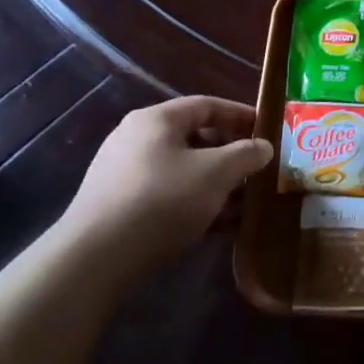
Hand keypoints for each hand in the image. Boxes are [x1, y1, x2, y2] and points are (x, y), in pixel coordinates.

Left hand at [54, 96, 273, 268]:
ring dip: (217, 184)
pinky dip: (196, 204)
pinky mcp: (120, 207)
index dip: (241, 115)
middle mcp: (136, 139)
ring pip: (183, 170)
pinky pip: (168, 195)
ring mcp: (124, 174)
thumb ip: (246, 155)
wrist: (96, 258)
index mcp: (156, 120)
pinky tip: (220, 226)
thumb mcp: (216, 173)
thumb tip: (264, 147)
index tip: (268, 130)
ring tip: (246, 202)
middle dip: (231, 155)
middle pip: (195, 138)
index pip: (207, 105)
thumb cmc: (163, 200)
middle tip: (258, 170)